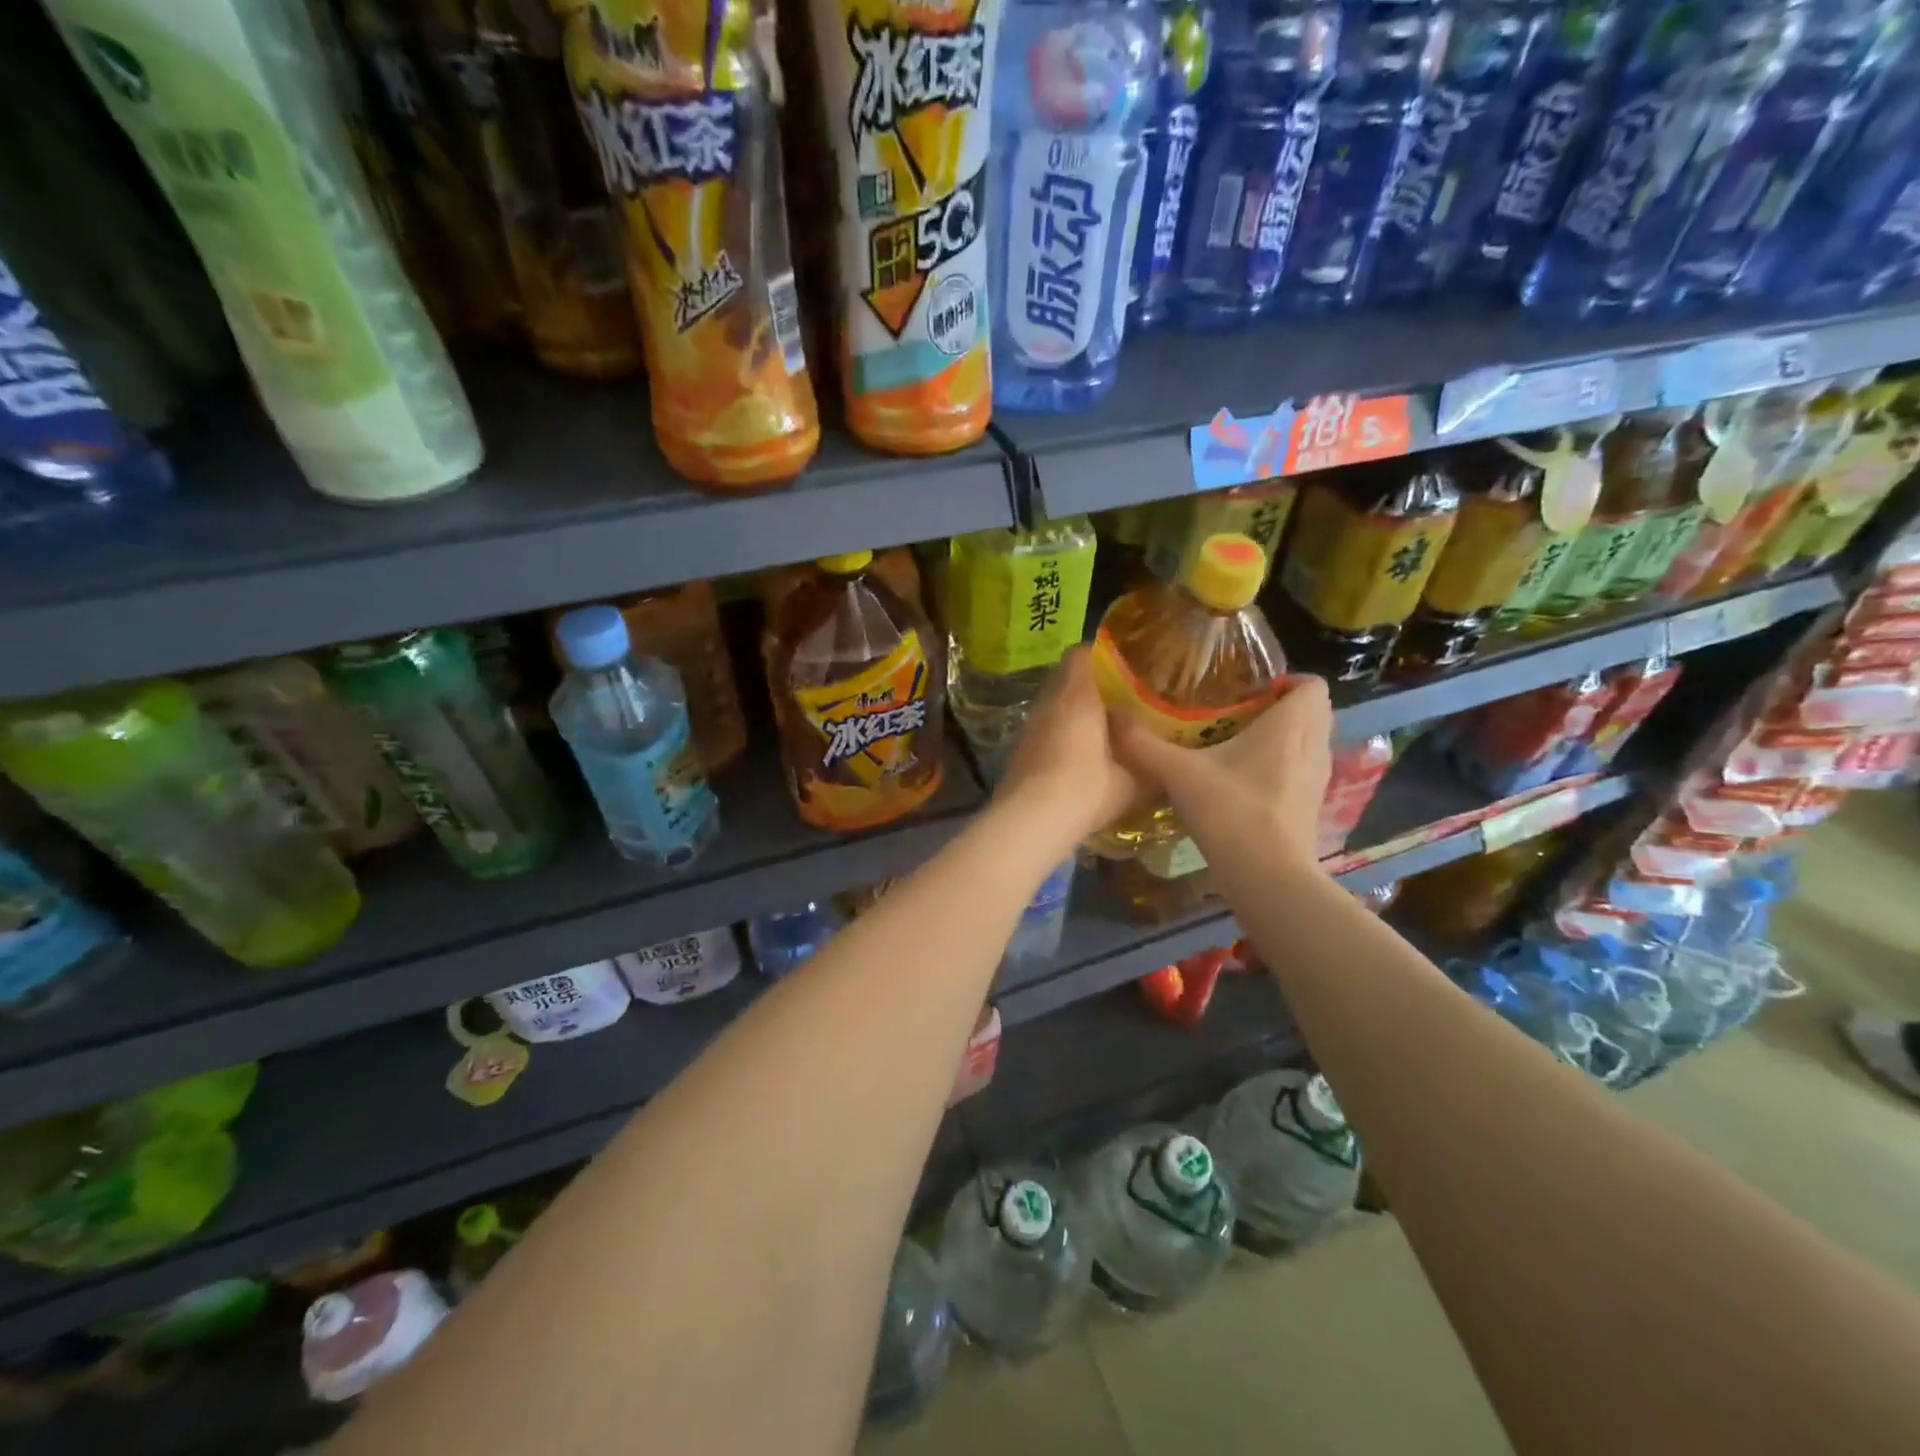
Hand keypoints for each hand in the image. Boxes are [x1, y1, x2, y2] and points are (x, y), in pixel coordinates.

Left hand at [993, 649, 1149, 852]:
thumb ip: (1150, 765)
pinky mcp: (1019, 750)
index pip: (1081, 654)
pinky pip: (1044, 729)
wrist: (1030, 822)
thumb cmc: (1086, 790)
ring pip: (1053, 705)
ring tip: (1100, 728)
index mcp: (1077, 696)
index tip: (1124, 667)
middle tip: (1119, 699)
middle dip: (1090, 685)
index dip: (1101, 656)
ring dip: (1073, 712)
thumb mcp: (1132, 782)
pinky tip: (1077, 755)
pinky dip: (1059, 734)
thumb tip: (1168, 762)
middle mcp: (1048, 703)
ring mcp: (1029, 726)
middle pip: (1066, 678)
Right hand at [1110, 675, 1332, 865]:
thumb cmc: (1231, 811)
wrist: (1267, 876)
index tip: (1249, 687)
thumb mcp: (1179, 773)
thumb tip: (1113, 715)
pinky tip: (1246, 780)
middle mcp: (1313, 746)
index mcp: (1291, 725)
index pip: (1313, 684)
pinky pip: (1302, 770)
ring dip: (1283, 737)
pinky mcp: (1311, 807)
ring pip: (1309, 742)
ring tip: (1239, 742)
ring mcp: (1317, 779)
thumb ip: (1144, 744)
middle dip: (1282, 706)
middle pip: (1313, 711)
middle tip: (1238, 710)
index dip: (1287, 680)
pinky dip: (1282, 766)